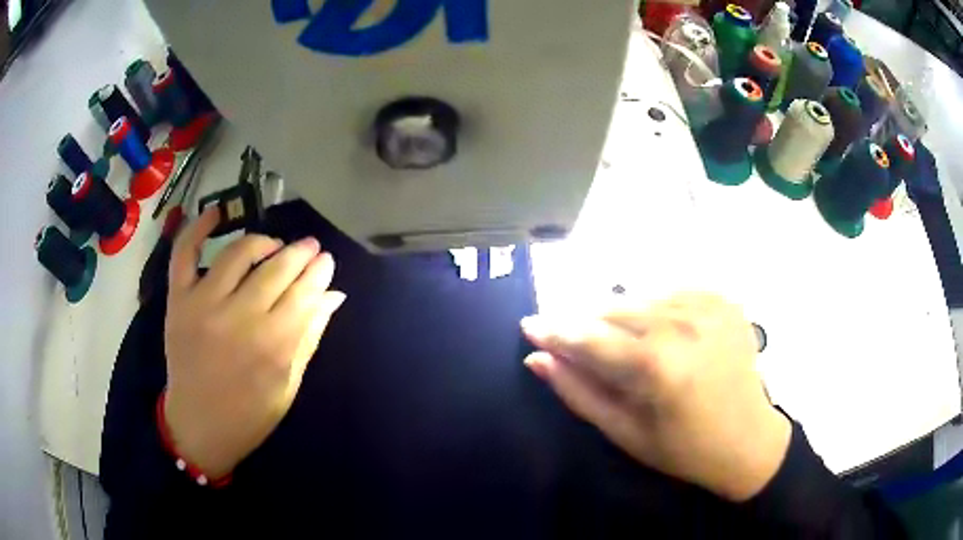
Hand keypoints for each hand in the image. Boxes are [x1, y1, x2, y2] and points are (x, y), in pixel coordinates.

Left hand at [163, 208, 345, 478]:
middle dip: (300, 253)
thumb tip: (334, 296)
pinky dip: (197, 228)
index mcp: (272, 346)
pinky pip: (184, 254)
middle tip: (311, 246)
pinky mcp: (178, 301)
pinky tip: (216, 213)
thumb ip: (310, 338)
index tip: (327, 261)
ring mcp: (203, 305)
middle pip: (277, 269)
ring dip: (263, 242)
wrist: (198, 427)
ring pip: (238, 253)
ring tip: (274, 246)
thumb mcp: (289, 386)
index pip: (305, 293)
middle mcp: (239, 319)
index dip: (320, 272)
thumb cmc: (249, 416)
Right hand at [522, 293, 790, 501]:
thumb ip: (578, 393)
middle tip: (572, 341)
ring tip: (617, 342)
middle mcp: (684, 325)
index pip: (589, 336)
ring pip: (639, 295)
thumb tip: (537, 358)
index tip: (529, 326)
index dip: (554, 330)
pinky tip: (655, 331)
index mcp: (658, 367)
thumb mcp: (625, 433)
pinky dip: (652, 306)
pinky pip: (670, 291)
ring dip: (617, 314)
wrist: (749, 439)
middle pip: (612, 307)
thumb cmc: (684, 449)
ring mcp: (708, 305)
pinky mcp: (722, 298)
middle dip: (585, 322)